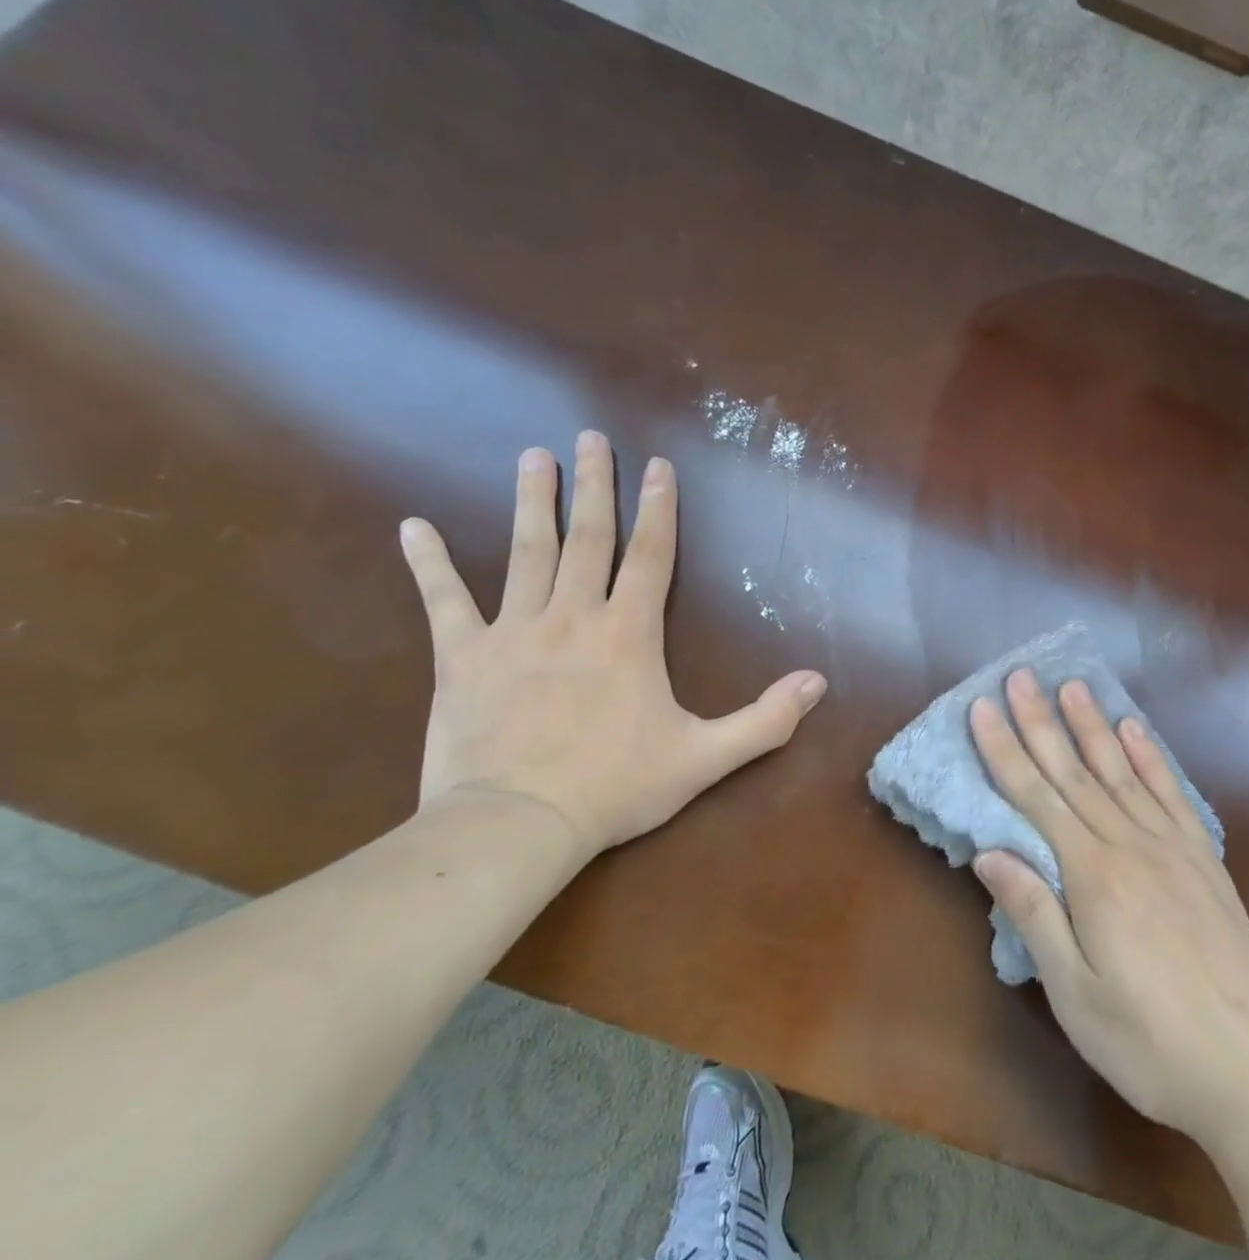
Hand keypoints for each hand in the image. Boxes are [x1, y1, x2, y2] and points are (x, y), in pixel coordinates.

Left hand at [399, 431, 826, 858]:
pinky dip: (428, 563)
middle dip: (595, 485)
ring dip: (533, 501)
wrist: (517, 826)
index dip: (658, 508)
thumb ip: (765, 719)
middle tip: (591, 438)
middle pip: (588, 537)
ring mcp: (513, 631)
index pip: (650, 555)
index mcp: (629, 632)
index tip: (657, 466)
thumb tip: (819, 683)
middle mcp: (573, 616)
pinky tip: (412, 526)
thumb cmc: (616, 787)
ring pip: (526, 552)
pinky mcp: (462, 656)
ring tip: (534, 456)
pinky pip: (443, 601)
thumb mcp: (705, 758)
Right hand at [969, 670, 1248, 1158]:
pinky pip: (1171, 794)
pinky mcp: (1204, 860)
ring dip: (1092, 725)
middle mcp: (1130, 845)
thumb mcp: (1075, 994)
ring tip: (1071, 685)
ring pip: (1121, 771)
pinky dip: (1151, 756)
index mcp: (1092, 876)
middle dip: (1041, 722)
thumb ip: (1034, 915)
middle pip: (1074, 772)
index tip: (982, 708)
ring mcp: (1172, 847)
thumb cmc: (1149, 1043)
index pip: (1035, 798)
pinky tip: (1134, 729)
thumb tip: (990, 851)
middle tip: (1020, 676)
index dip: (1004, 750)